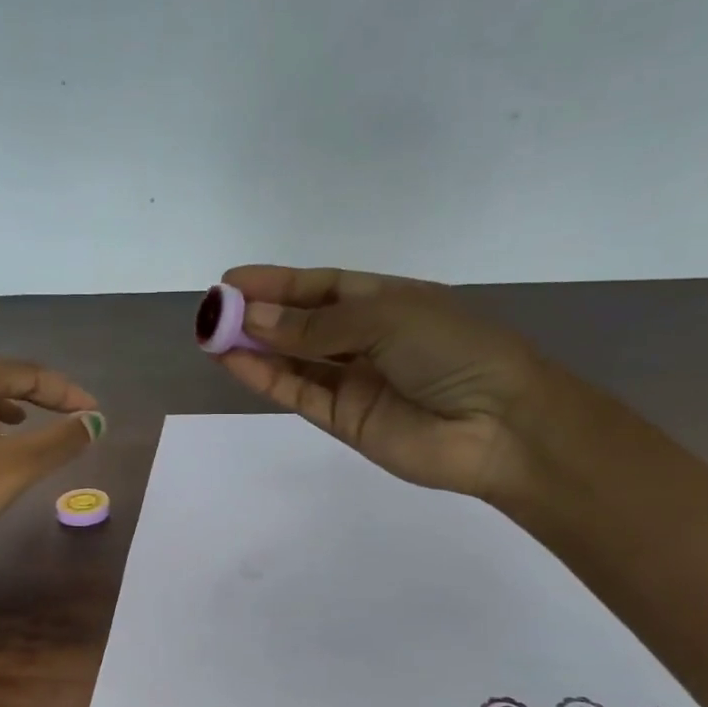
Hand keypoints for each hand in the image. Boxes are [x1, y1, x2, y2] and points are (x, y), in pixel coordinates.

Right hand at [213, 265, 551, 498]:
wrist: (496, 425)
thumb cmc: (452, 350)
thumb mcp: (385, 318)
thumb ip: (316, 325)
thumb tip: (255, 319)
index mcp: (387, 301)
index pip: (322, 287)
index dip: (278, 283)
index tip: (232, 280)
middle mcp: (366, 340)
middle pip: (302, 324)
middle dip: (258, 315)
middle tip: (212, 309)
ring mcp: (354, 382)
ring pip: (293, 360)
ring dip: (254, 347)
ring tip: (211, 335)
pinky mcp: (343, 420)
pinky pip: (298, 393)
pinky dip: (265, 378)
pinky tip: (233, 361)